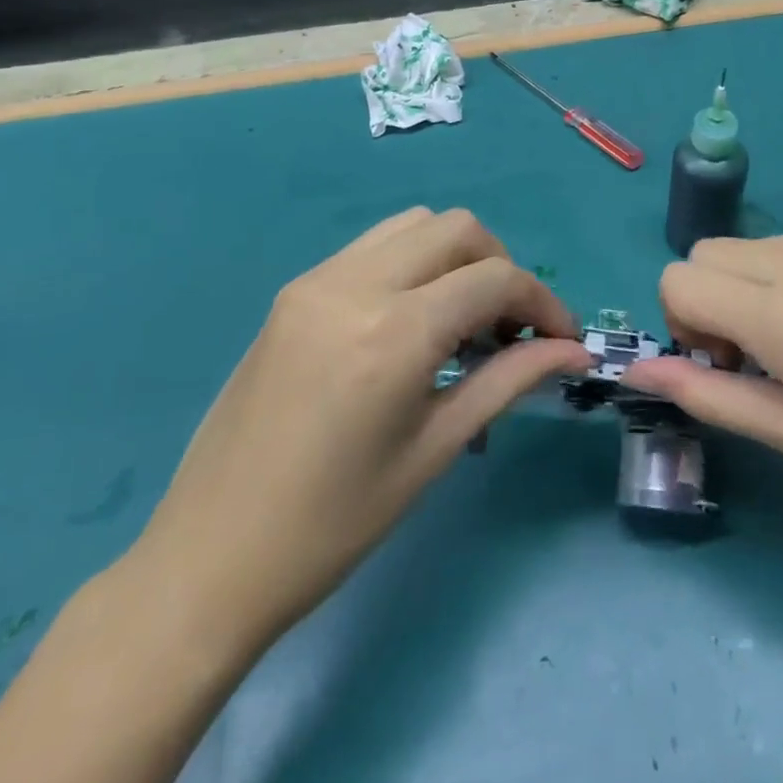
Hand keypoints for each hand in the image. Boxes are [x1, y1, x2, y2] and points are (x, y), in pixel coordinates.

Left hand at [128, 208, 590, 663]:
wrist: (210, 557)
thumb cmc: (333, 524)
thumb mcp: (435, 450)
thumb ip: (509, 381)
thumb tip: (572, 351)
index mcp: (394, 332)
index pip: (495, 278)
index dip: (543, 302)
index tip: (563, 340)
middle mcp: (355, 284)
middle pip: (457, 228)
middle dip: (501, 268)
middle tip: (510, 329)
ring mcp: (317, 280)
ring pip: (414, 225)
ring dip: (455, 257)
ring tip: (464, 320)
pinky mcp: (294, 291)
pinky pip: (373, 248)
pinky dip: (412, 265)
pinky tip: (412, 322)